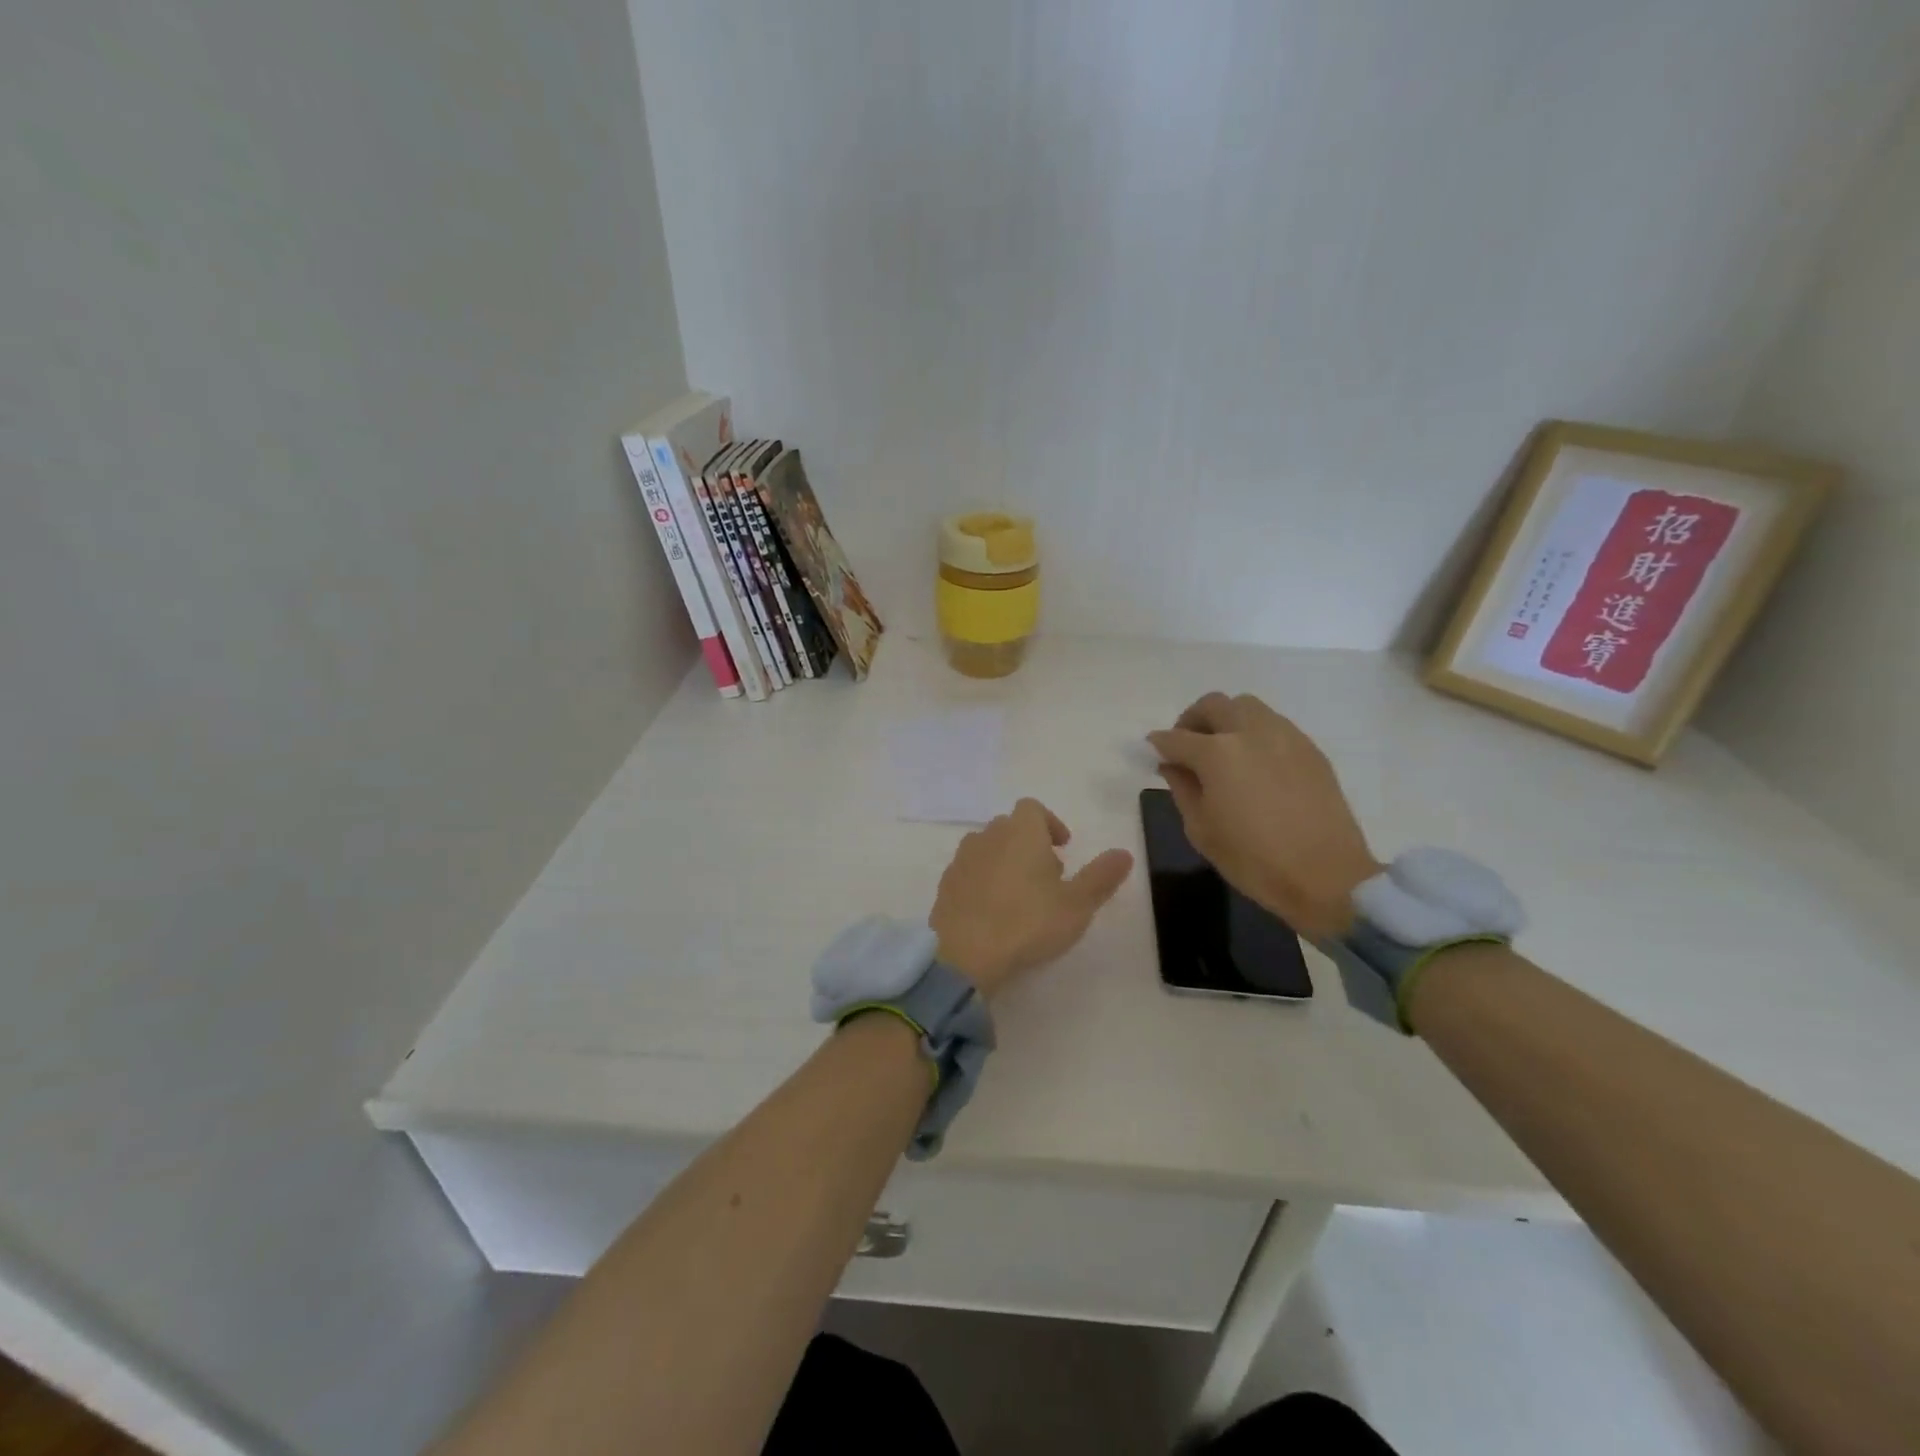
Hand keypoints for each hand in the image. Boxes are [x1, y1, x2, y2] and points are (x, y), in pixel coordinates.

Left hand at [929, 798, 1133, 999]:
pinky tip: (994, 911)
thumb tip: (1124, 853)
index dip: (1050, 823)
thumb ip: (1101, 876)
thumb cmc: (1028, 922)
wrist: (964, 953)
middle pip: (1010, 827)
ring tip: (1021, 895)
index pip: (1033, 808)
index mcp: (1021, 831)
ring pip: (988, 848)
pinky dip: (983, 881)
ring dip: (1005, 861)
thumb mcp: (1077, 904)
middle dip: (1030, 843)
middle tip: (1048, 876)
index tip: (1063, 848)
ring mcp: (962, 860)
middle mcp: (988, 836)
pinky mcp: (945, 885)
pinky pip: (969, 872)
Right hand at [1148, 692, 1381, 940]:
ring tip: (1223, 750)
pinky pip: (1274, 724)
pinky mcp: (1309, 748)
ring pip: (1246, 706)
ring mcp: (1284, 736)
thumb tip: (1172, 765)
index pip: (1176, 738)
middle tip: (1187, 747)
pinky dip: (1254, 733)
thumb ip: (1182, 788)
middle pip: (1213, 705)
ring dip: (1226, 720)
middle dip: (1192, 720)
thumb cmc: (1253, 859)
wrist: (1325, 876)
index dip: (1158, 744)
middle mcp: (1249, 732)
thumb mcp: (1200, 829)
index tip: (1152, 752)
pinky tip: (1255, 764)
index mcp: (1217, 753)